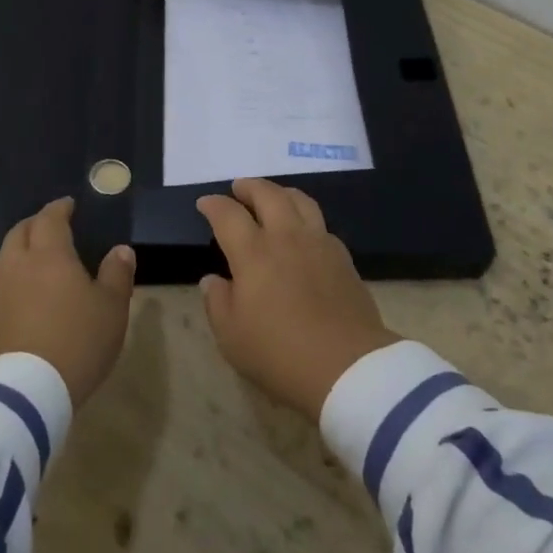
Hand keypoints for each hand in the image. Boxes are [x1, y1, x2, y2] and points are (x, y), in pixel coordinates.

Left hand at [0, 198, 135, 407]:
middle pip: (20, 232)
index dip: (59, 209)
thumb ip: (117, 275)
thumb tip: (121, 250)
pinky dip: (11, 277)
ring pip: (4, 257)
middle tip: (51, 226)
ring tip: (35, 256)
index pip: (50, 219)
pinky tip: (22, 291)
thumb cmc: (76, 341)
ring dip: (19, 249)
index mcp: (49, 254)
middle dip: (35, 224)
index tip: (68, 205)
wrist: (24, 394)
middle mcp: (17, 265)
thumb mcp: (111, 309)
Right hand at [198, 179, 398, 418]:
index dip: (214, 205)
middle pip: (268, 195)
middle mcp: (286, 237)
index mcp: (254, 253)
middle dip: (250, 187)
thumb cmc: (280, 353)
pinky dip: (305, 217)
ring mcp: (319, 243)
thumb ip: (218, 303)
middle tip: (238, 188)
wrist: (347, 365)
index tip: (205, 203)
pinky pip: (321, 223)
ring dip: (281, 192)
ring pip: (300, 200)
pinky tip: (303, 231)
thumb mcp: (232, 337)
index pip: (228, 215)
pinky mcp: (343, 257)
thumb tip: (212, 280)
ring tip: (273, 197)